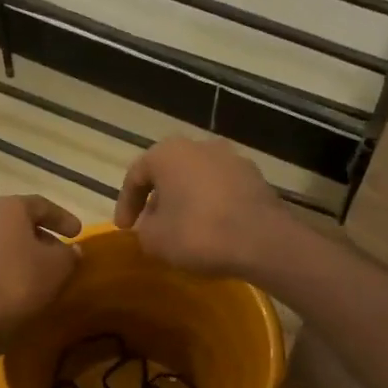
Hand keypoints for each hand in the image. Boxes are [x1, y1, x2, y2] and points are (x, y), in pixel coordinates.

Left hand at [0, 194, 81, 358]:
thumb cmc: (19, 280)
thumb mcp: (58, 266)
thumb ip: (69, 254)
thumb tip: (72, 250)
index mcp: (6, 209)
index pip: (41, 205)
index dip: (63, 218)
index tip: (78, 233)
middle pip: (20, 224)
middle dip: (44, 238)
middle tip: (63, 254)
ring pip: (6, 245)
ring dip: (26, 256)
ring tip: (46, 274)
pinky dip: (11, 271)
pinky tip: (25, 288)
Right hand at [114, 137, 294, 277]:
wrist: (262, 241)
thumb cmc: (198, 233)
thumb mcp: (154, 239)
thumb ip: (143, 229)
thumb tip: (151, 225)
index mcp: (168, 153)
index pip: (136, 175)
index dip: (126, 204)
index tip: (125, 228)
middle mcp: (200, 146)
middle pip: (169, 173)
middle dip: (158, 200)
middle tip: (152, 226)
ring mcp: (232, 159)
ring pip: (197, 180)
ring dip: (186, 202)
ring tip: (182, 230)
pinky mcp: (255, 178)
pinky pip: (222, 190)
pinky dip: (211, 206)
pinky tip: (211, 230)